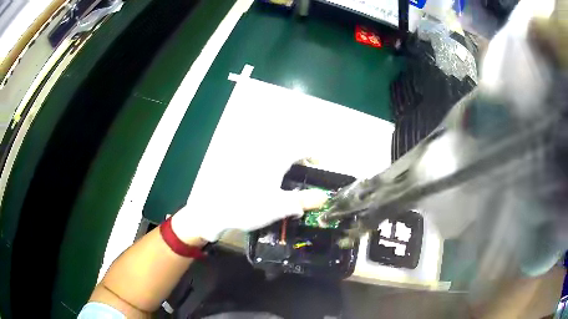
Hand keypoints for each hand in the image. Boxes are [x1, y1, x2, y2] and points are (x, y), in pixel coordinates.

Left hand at [170, 158, 328, 242]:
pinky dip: (269, 159)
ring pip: (272, 147)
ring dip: (284, 155)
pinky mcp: (236, 161)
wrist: (212, 209)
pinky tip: (266, 175)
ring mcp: (248, 155)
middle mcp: (262, 151)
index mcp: (275, 158)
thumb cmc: (247, 206)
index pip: (300, 147)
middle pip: (286, 144)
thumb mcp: (278, 207)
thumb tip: (323, 198)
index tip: (319, 162)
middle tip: (303, 166)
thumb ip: (302, 201)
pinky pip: (259, 154)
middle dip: (298, 152)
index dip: (313, 152)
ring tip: (287, 171)